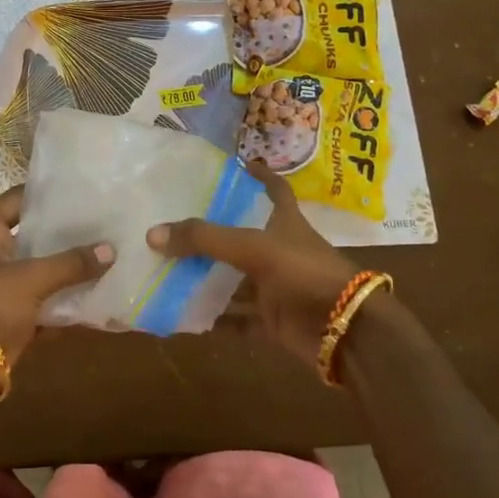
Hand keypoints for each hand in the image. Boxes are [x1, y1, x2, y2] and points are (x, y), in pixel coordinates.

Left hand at [0, 187, 112, 381]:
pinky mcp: (15, 321)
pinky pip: (47, 307)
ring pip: (44, 275)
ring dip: (71, 272)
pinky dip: (68, 306)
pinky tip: (101, 298)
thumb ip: (70, 264)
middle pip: (34, 238)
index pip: (15, 201)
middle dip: (67, 235)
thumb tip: (111, 250)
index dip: (44, 193)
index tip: (79, 189)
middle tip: (104, 222)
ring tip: (110, 256)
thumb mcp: (29, 278)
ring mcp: (4, 291)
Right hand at [146, 160, 369, 364]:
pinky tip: (183, 314)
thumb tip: (152, 234)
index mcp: (285, 222)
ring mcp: (278, 286)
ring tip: (166, 267)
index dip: (258, 175)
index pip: (274, 189)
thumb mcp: (254, 247)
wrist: (346, 332)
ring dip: (207, 276)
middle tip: (173, 221)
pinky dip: (215, 318)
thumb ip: (204, 239)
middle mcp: (281, 250)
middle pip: (243, 235)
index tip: (234, 166)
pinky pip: (238, 318)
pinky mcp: (273, 319)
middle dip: (212, 231)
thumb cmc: (305, 274)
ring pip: (235, 278)